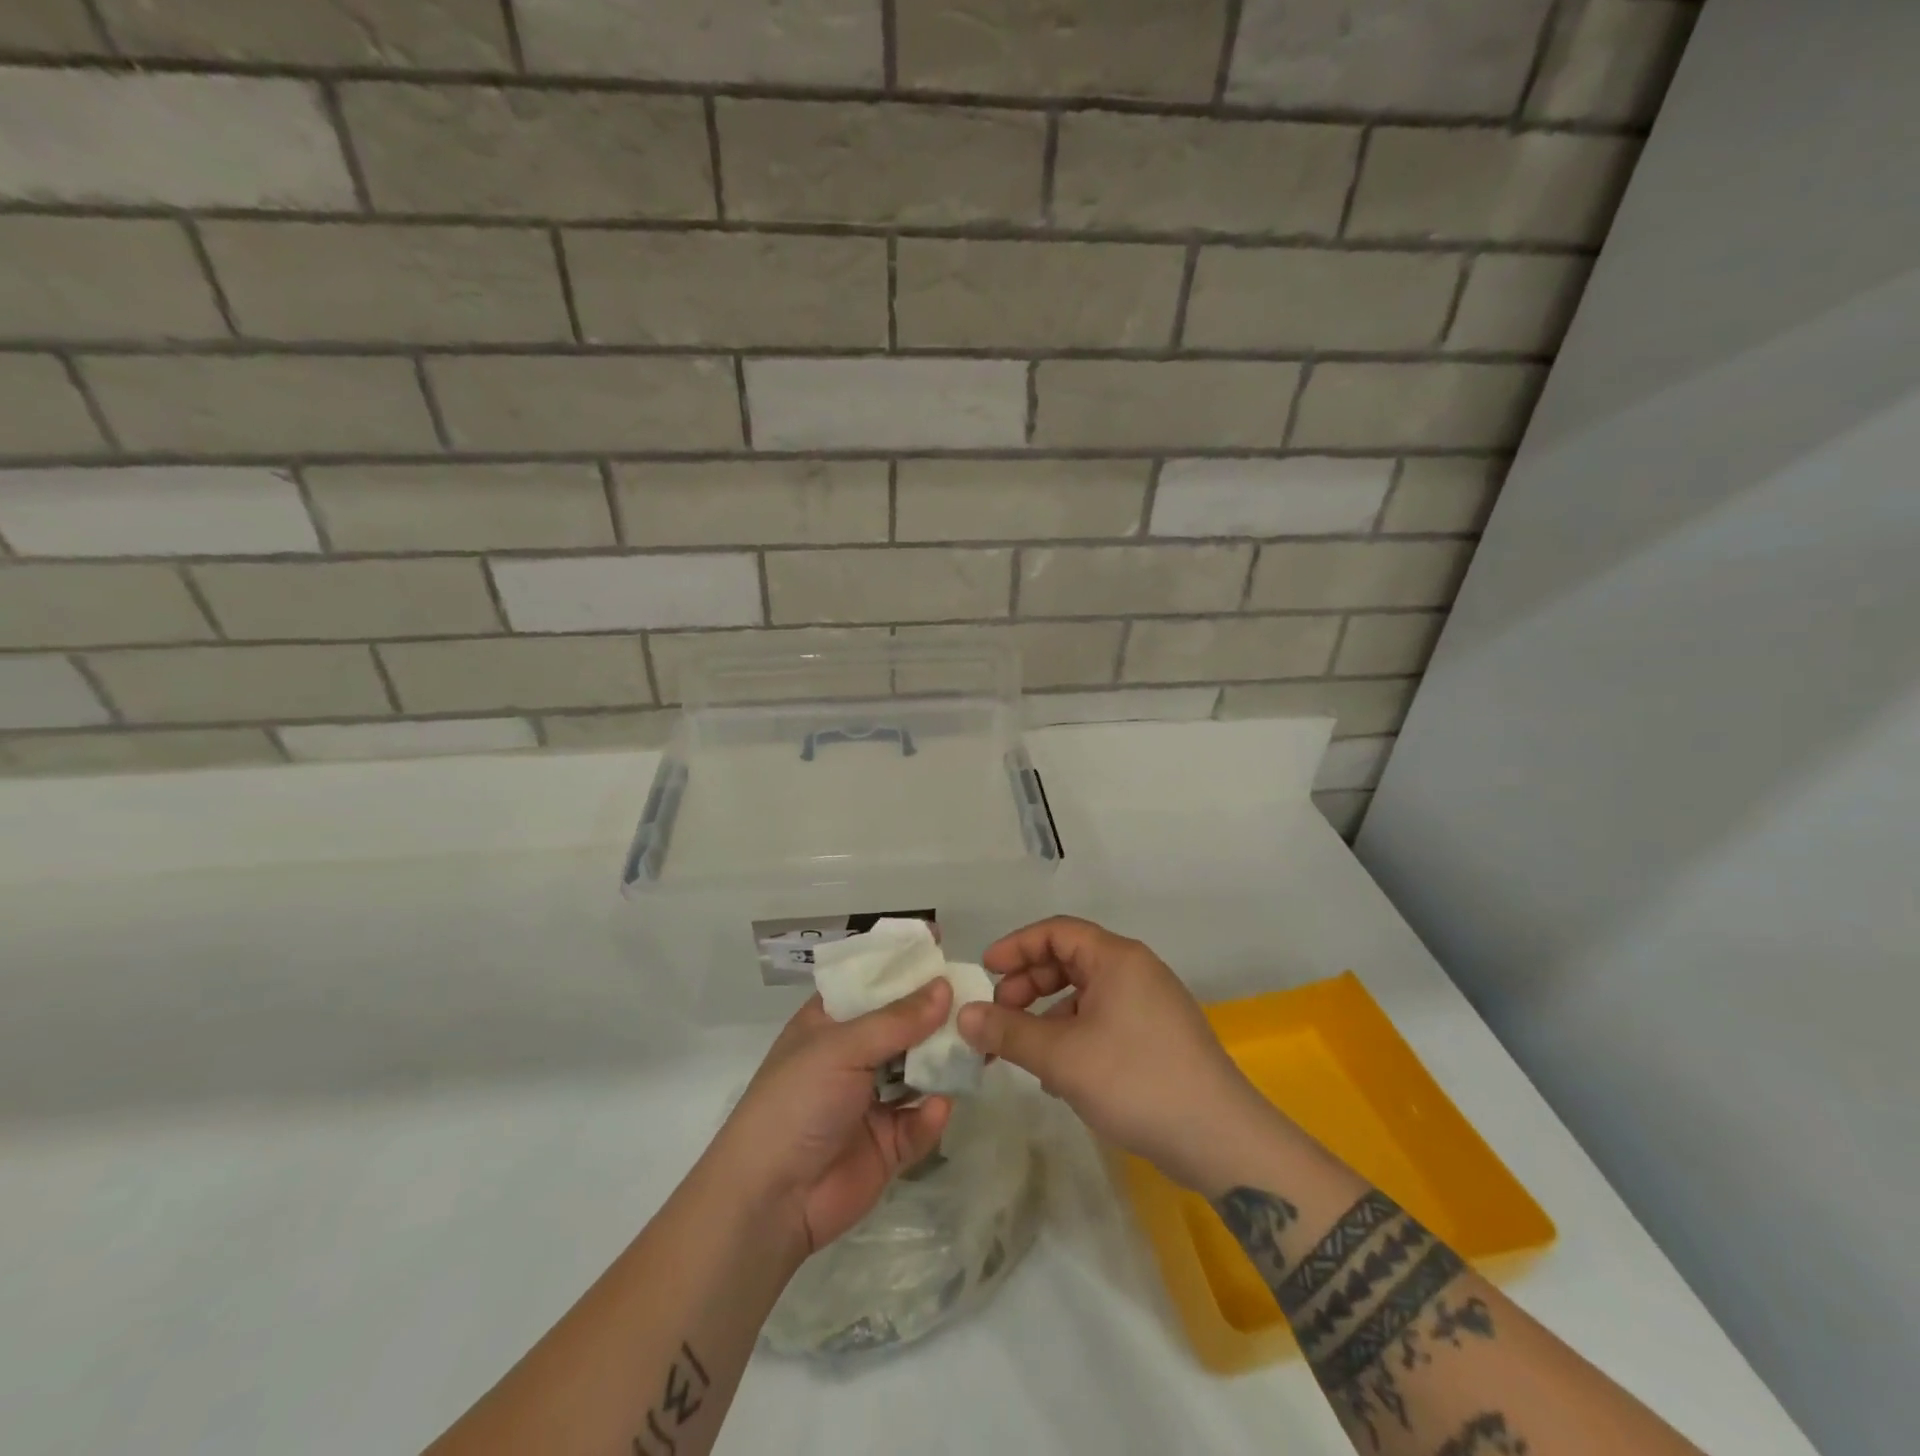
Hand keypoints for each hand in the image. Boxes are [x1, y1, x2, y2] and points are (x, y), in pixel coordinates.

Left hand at [710, 981, 954, 1260]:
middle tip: (978, 995)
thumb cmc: (795, 1103)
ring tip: (980, 1045)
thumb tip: (945, 986)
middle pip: (904, 1023)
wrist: (770, 1201)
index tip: (939, 940)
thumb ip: (897, 1020)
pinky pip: (920, 1120)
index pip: (870, 979)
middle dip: (937, 1011)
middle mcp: (854, 1054)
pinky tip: (938, 1107)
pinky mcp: (889, 1143)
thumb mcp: (841, 1048)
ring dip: (945, 1059)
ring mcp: (872, 1099)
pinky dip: (932, 1114)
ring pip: (920, 1069)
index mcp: (831, 1022)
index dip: (900, 961)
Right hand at [958, 916, 1275, 1190]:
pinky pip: (1103, 1021)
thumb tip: (963, 1015)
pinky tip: (1059, 1076)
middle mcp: (1135, 971)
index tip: (985, 972)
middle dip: (1028, 985)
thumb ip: (1009, 1032)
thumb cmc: (1137, 1081)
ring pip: (1084, 995)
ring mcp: (1150, 1004)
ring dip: (1047, 1016)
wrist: (1221, 1140)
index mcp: (1117, 958)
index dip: (1016, 947)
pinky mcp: (1158, 1037)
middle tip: (998, 1017)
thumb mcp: (1062, 1057)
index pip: (1056, 931)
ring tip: (1023, 1053)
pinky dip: (1074, 1036)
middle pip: (1069, 960)